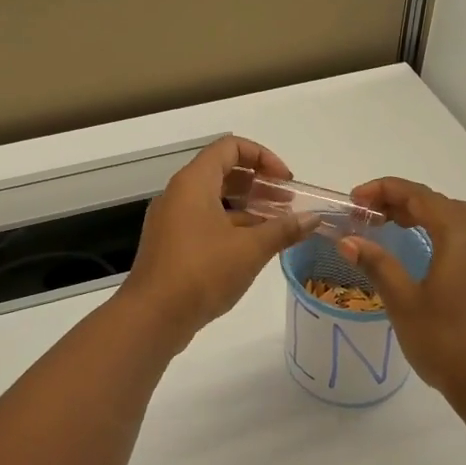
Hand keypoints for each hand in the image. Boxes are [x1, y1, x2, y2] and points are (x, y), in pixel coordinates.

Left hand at [118, 135, 311, 351]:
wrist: (152, 316)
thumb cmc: (202, 272)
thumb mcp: (250, 249)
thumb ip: (284, 229)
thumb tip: (313, 218)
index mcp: (193, 182)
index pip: (230, 147)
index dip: (263, 157)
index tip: (286, 181)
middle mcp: (178, 194)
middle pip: (223, 172)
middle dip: (259, 184)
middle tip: (289, 203)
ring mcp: (172, 221)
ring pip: (215, 201)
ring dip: (248, 208)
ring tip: (279, 226)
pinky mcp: (171, 245)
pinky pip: (205, 223)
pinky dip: (231, 227)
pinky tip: (255, 248)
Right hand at [339, 178, 465, 414]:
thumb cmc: (444, 342)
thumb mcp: (402, 301)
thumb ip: (376, 263)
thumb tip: (347, 240)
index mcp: (459, 237)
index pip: (419, 196)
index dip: (384, 190)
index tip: (355, 200)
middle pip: (442, 203)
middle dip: (405, 201)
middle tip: (371, 215)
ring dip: (434, 215)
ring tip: (405, 227)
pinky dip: (465, 237)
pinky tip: (456, 254)